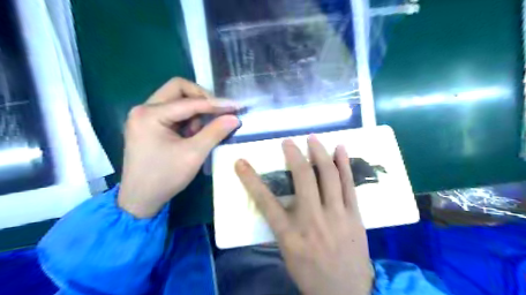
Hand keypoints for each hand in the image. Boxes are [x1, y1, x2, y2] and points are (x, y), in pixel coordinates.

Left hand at [118, 79, 239, 218]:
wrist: (140, 199)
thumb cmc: (165, 177)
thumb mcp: (193, 154)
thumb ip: (215, 132)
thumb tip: (234, 117)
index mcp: (150, 114)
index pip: (189, 102)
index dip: (216, 103)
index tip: (236, 106)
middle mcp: (144, 109)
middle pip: (178, 89)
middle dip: (202, 99)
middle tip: (218, 113)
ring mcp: (145, 116)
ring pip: (177, 99)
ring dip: (195, 111)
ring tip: (201, 132)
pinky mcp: (149, 124)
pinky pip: (174, 112)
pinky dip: (188, 119)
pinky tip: (192, 135)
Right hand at [235, 136, 373, 294]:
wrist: (346, 293)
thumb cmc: (310, 272)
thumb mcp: (286, 252)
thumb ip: (280, 225)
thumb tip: (275, 201)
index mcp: (290, 234)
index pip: (265, 201)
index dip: (250, 179)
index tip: (241, 162)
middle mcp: (313, 220)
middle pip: (302, 179)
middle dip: (293, 155)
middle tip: (288, 142)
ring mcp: (337, 215)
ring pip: (328, 176)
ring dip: (320, 153)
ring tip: (313, 138)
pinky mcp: (354, 215)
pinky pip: (349, 184)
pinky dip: (344, 164)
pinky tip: (340, 148)